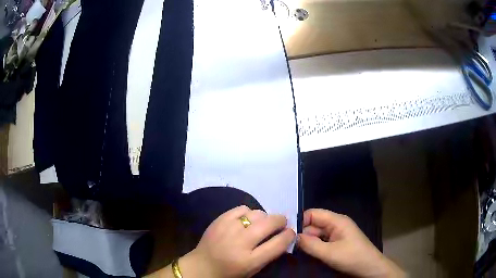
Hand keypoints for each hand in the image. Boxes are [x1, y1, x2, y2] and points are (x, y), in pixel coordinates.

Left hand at [181, 205, 294, 277]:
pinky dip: (249, 212)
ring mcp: (228, 228)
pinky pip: (242, 208)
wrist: (202, 265)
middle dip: (280, 221)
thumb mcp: (253, 269)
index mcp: (249, 260)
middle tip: (281, 223)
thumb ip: (270, 254)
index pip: (278, 243)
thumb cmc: (230, 271)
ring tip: (261, 223)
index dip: (289, 235)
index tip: (291, 232)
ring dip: (264, 218)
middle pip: (269, 223)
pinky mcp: (220, 219)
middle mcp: (240, 242)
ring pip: (257, 213)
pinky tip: (246, 220)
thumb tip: (284, 236)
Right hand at [297, 209, 405, 277]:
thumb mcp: (329, 253)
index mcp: (337, 221)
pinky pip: (321, 241)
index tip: (286, 233)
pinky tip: (306, 253)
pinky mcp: (337, 243)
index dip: (299, 221)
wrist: (370, 268)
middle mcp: (336, 224)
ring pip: (316, 234)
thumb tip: (292, 236)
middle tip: (287, 245)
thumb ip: (310, 244)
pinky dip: (313, 246)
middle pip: (314, 224)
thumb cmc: (352, 258)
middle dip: (301, 233)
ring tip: (294, 250)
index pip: (313, 214)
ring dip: (307, 241)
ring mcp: (337, 234)